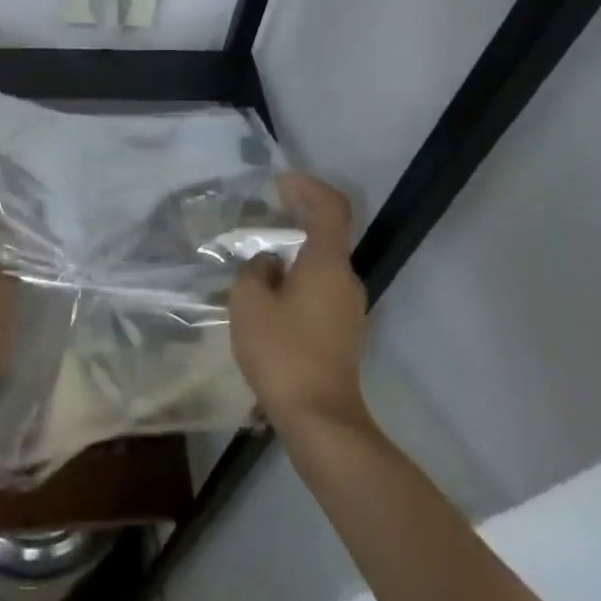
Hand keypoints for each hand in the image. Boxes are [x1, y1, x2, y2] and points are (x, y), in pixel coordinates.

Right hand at [230, 172, 370, 434]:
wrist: (320, 418)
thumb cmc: (283, 352)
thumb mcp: (250, 304)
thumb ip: (254, 272)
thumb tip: (268, 265)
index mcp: (328, 263)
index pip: (331, 207)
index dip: (309, 187)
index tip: (281, 183)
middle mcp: (347, 280)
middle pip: (328, 236)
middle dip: (297, 221)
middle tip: (262, 220)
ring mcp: (350, 309)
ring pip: (323, 267)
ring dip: (295, 256)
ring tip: (258, 263)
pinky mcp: (344, 334)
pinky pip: (322, 292)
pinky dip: (299, 281)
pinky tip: (270, 299)